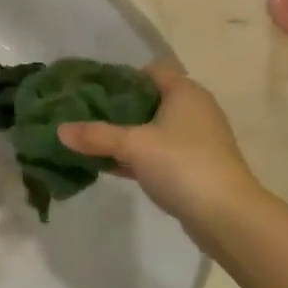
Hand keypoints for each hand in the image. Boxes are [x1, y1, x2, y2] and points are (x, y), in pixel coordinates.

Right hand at [58, 65, 262, 240]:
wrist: (228, 216)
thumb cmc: (182, 164)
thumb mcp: (133, 145)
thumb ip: (96, 135)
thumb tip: (59, 130)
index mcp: (184, 91)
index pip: (148, 72)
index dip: (119, 77)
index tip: (90, 88)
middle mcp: (193, 109)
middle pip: (148, 100)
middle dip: (116, 108)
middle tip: (83, 113)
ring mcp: (196, 140)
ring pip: (152, 129)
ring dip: (125, 134)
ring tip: (90, 138)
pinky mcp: (194, 166)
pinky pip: (158, 153)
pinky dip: (136, 155)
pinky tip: (109, 164)